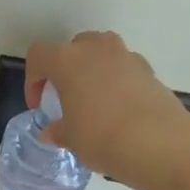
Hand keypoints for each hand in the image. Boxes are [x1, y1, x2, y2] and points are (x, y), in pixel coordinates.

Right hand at [26, 31, 189, 189]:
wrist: (156, 142)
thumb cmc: (99, 136)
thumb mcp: (70, 138)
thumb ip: (58, 130)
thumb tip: (52, 132)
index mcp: (67, 61)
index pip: (39, 56)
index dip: (33, 80)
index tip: (39, 105)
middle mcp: (96, 49)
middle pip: (73, 47)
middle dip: (66, 69)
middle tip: (66, 97)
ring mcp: (126, 56)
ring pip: (102, 54)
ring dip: (93, 71)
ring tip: (94, 102)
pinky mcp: (149, 70)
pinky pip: (124, 69)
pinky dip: (116, 82)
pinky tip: (119, 110)